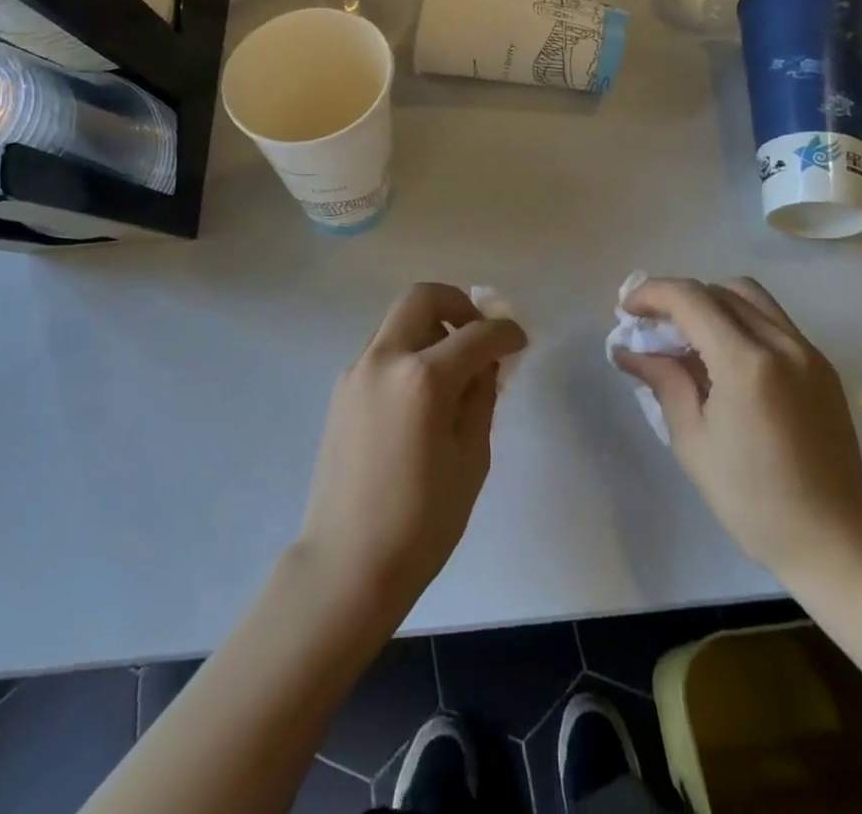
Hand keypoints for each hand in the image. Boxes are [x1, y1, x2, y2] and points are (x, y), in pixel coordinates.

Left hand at [298, 284, 526, 617]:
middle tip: (479, 334)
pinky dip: (407, 351)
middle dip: (458, 304)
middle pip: (423, 297)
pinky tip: (421, 394)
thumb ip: (480, 398)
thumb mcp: (471, 460)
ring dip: (430, 326)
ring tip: (452, 367)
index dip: (505, 332)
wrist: (347, 564)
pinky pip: (381, 350)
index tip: (520, 341)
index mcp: (423, 379)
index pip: (476, 335)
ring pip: (397, 320)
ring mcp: (356, 371)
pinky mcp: (341, 389)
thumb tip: (486, 365)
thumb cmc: (421, 523)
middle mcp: (384, 359)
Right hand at [613, 277, 861, 592]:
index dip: (651, 293)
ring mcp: (808, 351)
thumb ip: (663, 381)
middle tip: (651, 323)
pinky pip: (773, 320)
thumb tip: (628, 350)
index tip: (626, 309)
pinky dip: (739, 319)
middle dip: (677, 297)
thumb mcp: (693, 441)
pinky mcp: (822, 365)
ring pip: (749, 296)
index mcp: (746, 364)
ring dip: (711, 301)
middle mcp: (781, 344)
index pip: (690, 299)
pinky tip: (723, 354)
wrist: (835, 540)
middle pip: (719, 290)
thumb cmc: (753, 500)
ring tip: (687, 332)